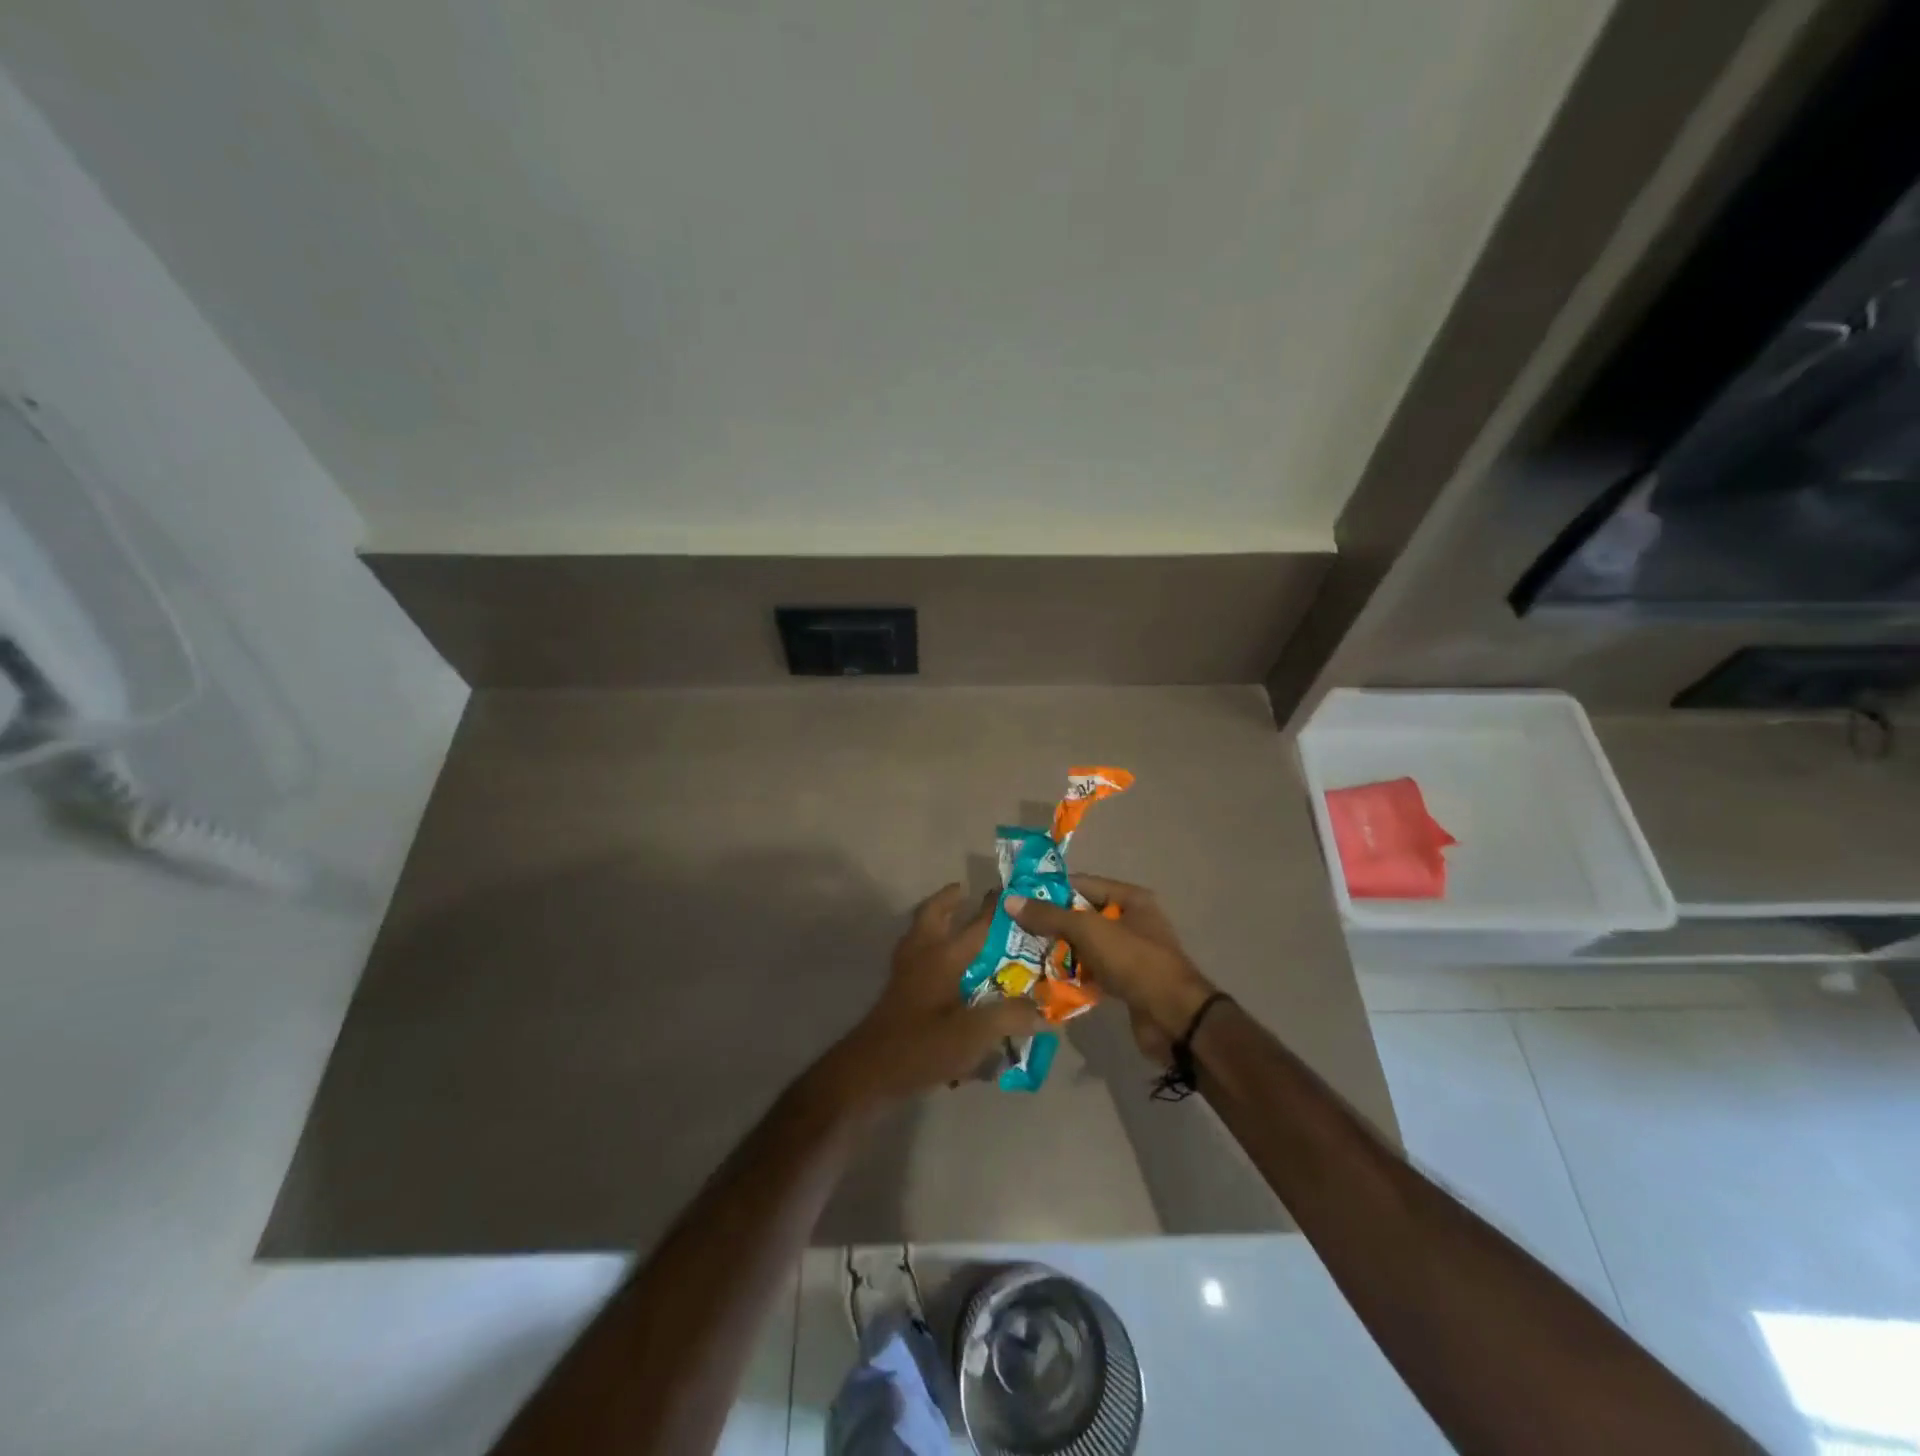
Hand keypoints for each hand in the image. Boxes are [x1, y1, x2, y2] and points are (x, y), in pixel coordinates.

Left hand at [818, 883, 1045, 1106]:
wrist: (869, 1073)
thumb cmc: (922, 1047)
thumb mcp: (973, 1034)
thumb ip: (1010, 1017)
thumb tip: (1045, 1010)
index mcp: (941, 957)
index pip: (974, 925)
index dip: (992, 908)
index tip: (1008, 891)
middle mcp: (921, 956)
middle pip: (932, 915)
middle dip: (949, 901)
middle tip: (966, 894)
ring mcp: (904, 973)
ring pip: (919, 933)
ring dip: (936, 922)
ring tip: (956, 923)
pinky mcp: (897, 993)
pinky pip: (915, 955)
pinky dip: (929, 947)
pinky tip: (944, 967)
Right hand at [1005, 876, 1214, 1061]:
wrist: (1174, 1018)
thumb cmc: (1134, 962)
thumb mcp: (1089, 931)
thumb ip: (1050, 916)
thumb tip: (1011, 901)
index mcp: (1129, 898)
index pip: (1081, 884)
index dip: (1049, 890)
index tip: (1016, 899)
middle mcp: (1129, 921)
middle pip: (1080, 915)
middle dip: (1049, 924)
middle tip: (1014, 930)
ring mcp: (1127, 953)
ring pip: (1083, 945)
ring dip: (1057, 951)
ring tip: (1021, 955)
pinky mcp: (1123, 981)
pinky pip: (1090, 971)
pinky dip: (1070, 975)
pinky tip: (1043, 980)